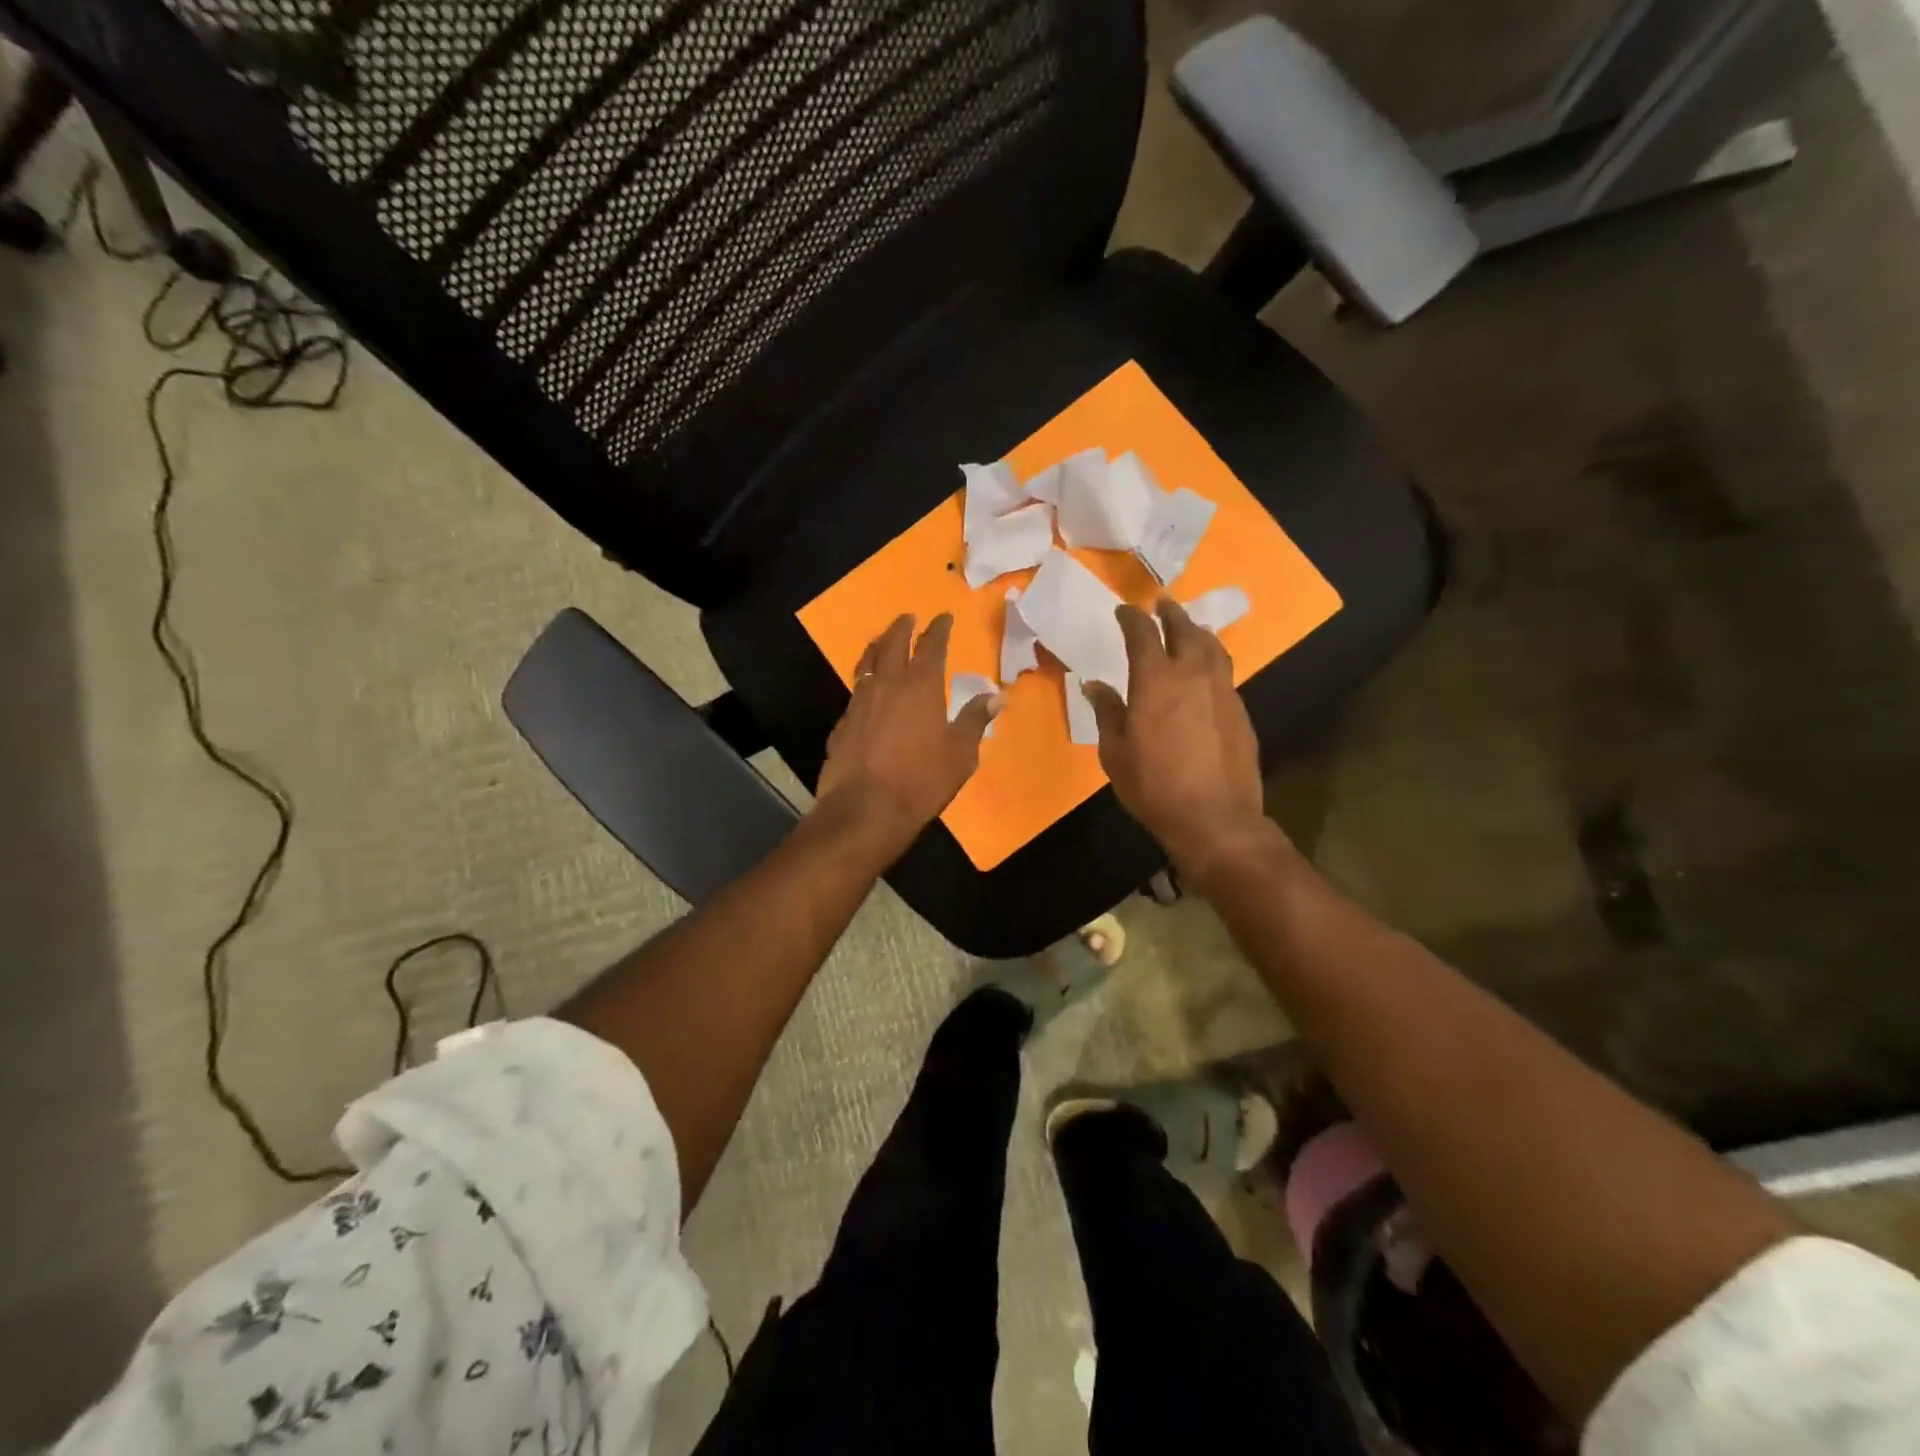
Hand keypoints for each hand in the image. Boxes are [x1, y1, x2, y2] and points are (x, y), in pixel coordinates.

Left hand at [814, 613, 1000, 861]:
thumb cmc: (921, 780)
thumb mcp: (960, 754)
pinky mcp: (841, 725)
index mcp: (921, 687)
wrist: (864, 809)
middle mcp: (887, 686)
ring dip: (876, 647)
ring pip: (866, 664)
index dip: (938, 630)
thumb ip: (974, 720)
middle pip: (892, 646)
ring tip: (881, 641)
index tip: (942, 617)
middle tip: (907, 617)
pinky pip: (854, 693)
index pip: (931, 646)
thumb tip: (997, 695)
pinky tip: (865, 692)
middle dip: (901, 628)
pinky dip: (863, 682)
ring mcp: (859, 703)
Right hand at [1083, 599, 1285, 880]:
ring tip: (1189, 629)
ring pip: (1213, 647)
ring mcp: (1223, 691)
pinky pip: (1225, 672)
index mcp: (1156, 680)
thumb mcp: (1115, 752)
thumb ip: (1107, 712)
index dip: (1132, 618)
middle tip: (1162, 604)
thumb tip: (1095, 685)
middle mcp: (1193, 675)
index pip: (1143, 634)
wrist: (1215, 818)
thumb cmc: (1153, 786)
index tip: (1123, 611)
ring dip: (1198, 632)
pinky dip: (1212, 661)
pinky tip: (1205, 673)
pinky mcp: (1240, 710)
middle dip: (1171, 613)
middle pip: (1186, 630)